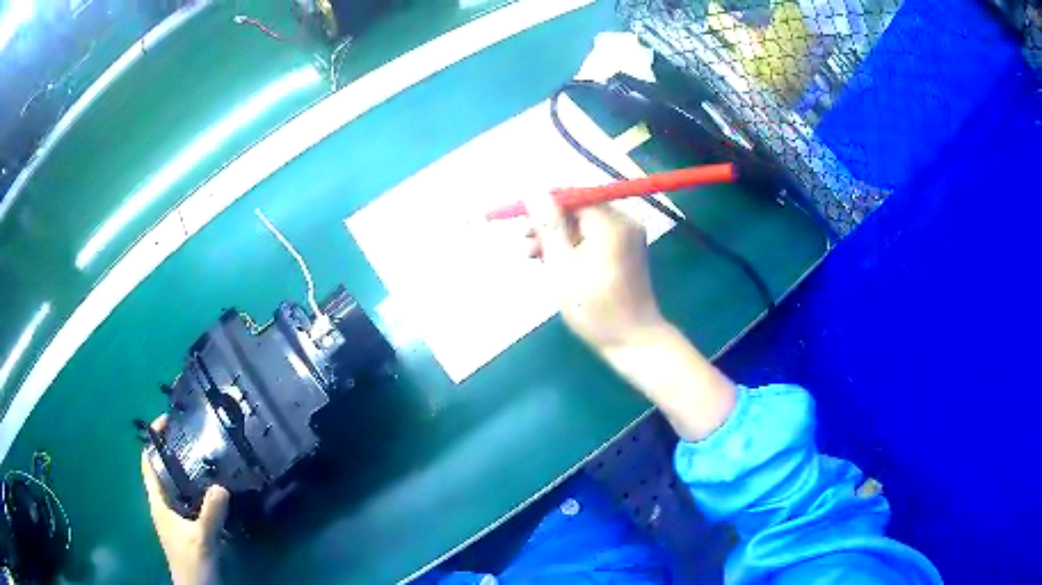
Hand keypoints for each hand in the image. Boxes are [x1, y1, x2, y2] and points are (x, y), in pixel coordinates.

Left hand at [142, 416, 229, 584]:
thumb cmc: (192, 563)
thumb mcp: (202, 539)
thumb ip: (210, 514)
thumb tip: (221, 485)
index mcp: (158, 503)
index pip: (148, 463)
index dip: (153, 441)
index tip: (167, 423)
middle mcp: (163, 505)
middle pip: (162, 471)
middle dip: (172, 452)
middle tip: (191, 436)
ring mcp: (174, 517)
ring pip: (175, 485)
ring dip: (185, 470)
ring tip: (203, 457)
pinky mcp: (186, 526)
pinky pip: (187, 499)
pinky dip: (195, 488)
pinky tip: (211, 489)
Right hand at [525, 194, 664, 352]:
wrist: (634, 341)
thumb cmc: (596, 308)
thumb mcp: (564, 267)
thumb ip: (549, 227)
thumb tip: (534, 191)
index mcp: (611, 223)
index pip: (573, 196)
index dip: (545, 205)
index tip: (522, 221)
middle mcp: (623, 222)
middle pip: (579, 209)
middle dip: (550, 224)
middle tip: (525, 243)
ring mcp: (627, 237)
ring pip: (584, 225)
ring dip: (558, 237)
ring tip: (533, 256)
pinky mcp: (626, 251)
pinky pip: (594, 237)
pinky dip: (574, 246)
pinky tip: (554, 262)